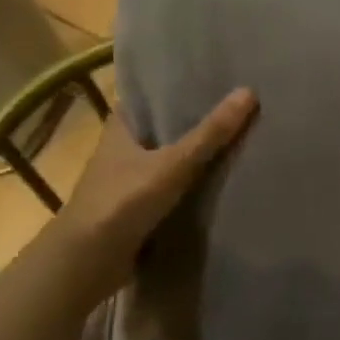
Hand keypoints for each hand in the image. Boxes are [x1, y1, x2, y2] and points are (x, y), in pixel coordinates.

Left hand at [51, 88, 256, 302]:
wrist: (89, 259)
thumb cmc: (123, 200)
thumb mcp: (174, 163)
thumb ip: (211, 133)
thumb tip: (249, 92)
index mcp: (120, 127)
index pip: (150, 97)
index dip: (177, 88)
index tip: (213, 80)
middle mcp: (122, 149)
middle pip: (164, 129)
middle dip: (194, 122)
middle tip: (237, 110)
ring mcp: (128, 181)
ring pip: (168, 160)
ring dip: (195, 156)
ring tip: (238, 142)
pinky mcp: (138, 208)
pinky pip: (172, 188)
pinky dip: (192, 185)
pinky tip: (220, 182)